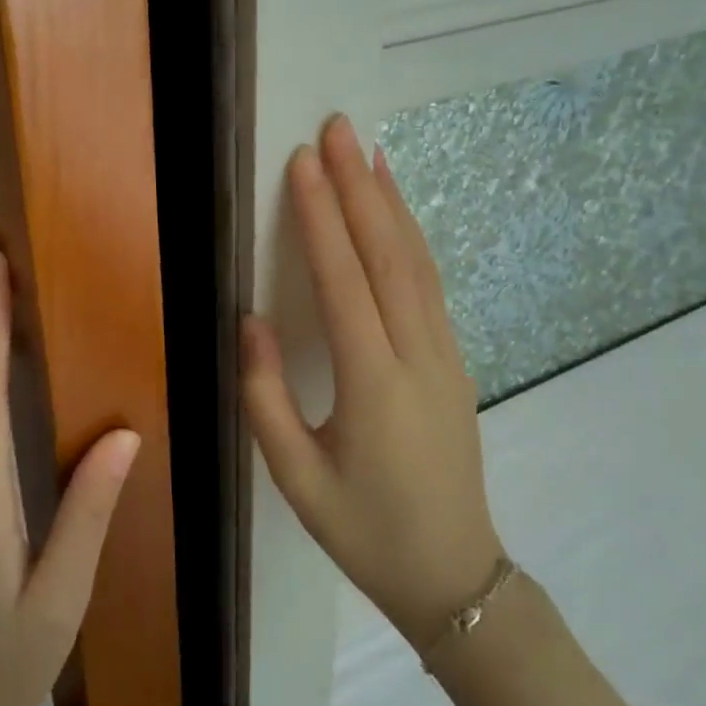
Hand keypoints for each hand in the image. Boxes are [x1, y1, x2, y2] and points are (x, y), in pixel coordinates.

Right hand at [243, 115, 503, 648]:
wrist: (457, 576)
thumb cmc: (366, 531)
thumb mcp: (296, 478)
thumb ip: (265, 396)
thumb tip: (248, 319)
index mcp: (374, 385)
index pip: (344, 282)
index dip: (321, 217)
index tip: (303, 163)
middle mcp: (417, 355)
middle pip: (387, 254)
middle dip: (359, 186)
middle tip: (338, 128)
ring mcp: (444, 353)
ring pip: (417, 261)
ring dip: (390, 201)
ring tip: (368, 150)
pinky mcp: (453, 357)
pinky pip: (429, 282)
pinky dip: (411, 235)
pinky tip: (396, 211)